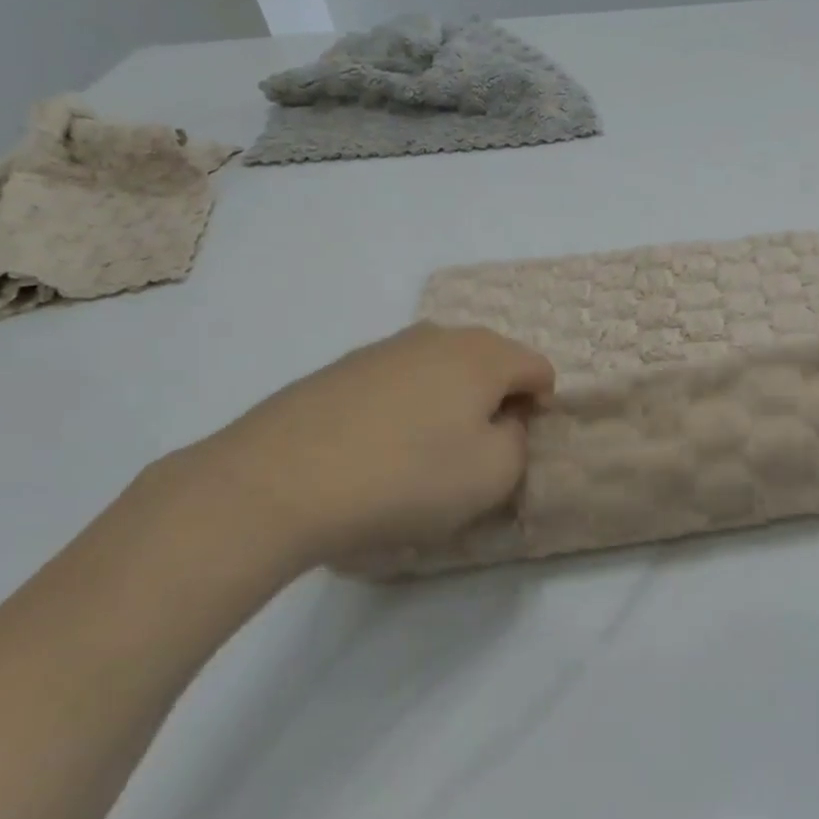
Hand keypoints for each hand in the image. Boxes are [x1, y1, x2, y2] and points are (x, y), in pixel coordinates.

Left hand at [169, 323, 554, 574]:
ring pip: (440, 370)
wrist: (278, 482)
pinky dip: (404, 408)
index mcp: (483, 354)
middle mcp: (437, 336)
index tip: (515, 448)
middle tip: (475, 451)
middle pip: (490, 362)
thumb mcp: (493, 475)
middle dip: (494, 401)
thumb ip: (519, 442)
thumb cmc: (406, 477)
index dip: (540, 408)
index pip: (538, 368)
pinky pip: (396, 382)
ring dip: (448, 403)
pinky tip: (377, 449)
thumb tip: (504, 421)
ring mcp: (384, 347)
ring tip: (422, 453)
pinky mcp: (340, 368)